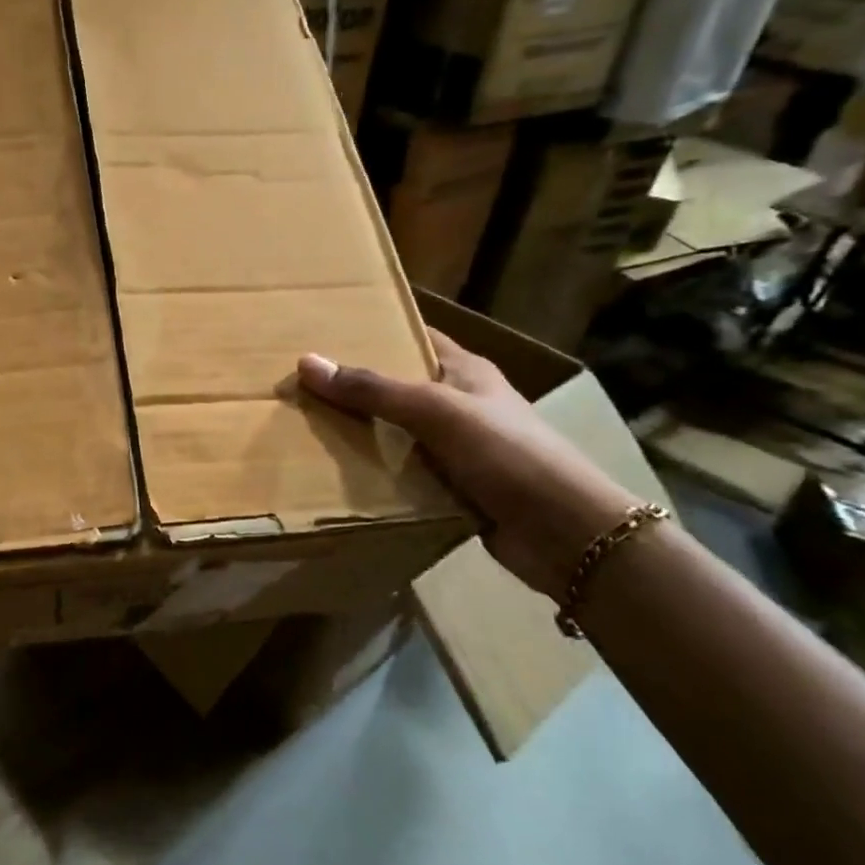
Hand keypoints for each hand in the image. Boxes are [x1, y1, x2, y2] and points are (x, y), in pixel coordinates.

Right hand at [298, 335, 638, 602]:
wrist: (565, 533)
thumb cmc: (506, 453)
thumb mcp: (435, 410)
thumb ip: (373, 389)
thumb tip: (306, 362)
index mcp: (464, 371)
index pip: (412, 337)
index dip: (373, 330)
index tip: (324, 331)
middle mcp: (459, 404)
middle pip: (397, 386)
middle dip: (354, 385)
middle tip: (300, 382)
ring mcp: (456, 447)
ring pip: (395, 431)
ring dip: (360, 432)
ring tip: (304, 424)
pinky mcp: (451, 486)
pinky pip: (402, 471)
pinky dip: (375, 471)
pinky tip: (336, 472)